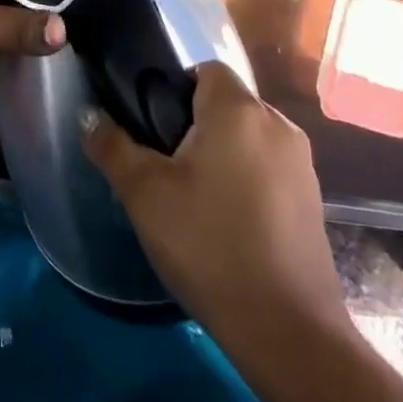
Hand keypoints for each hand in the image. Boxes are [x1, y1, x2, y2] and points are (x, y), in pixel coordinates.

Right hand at [82, 63, 341, 334]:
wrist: (287, 332)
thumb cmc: (209, 246)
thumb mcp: (145, 195)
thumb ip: (113, 146)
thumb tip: (89, 115)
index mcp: (238, 108)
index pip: (204, 70)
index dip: (174, 92)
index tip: (155, 132)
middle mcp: (276, 122)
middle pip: (226, 103)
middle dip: (196, 127)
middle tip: (167, 171)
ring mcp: (301, 161)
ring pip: (248, 137)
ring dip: (223, 155)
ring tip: (196, 201)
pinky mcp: (313, 198)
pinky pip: (269, 168)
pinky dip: (248, 181)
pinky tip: (230, 225)